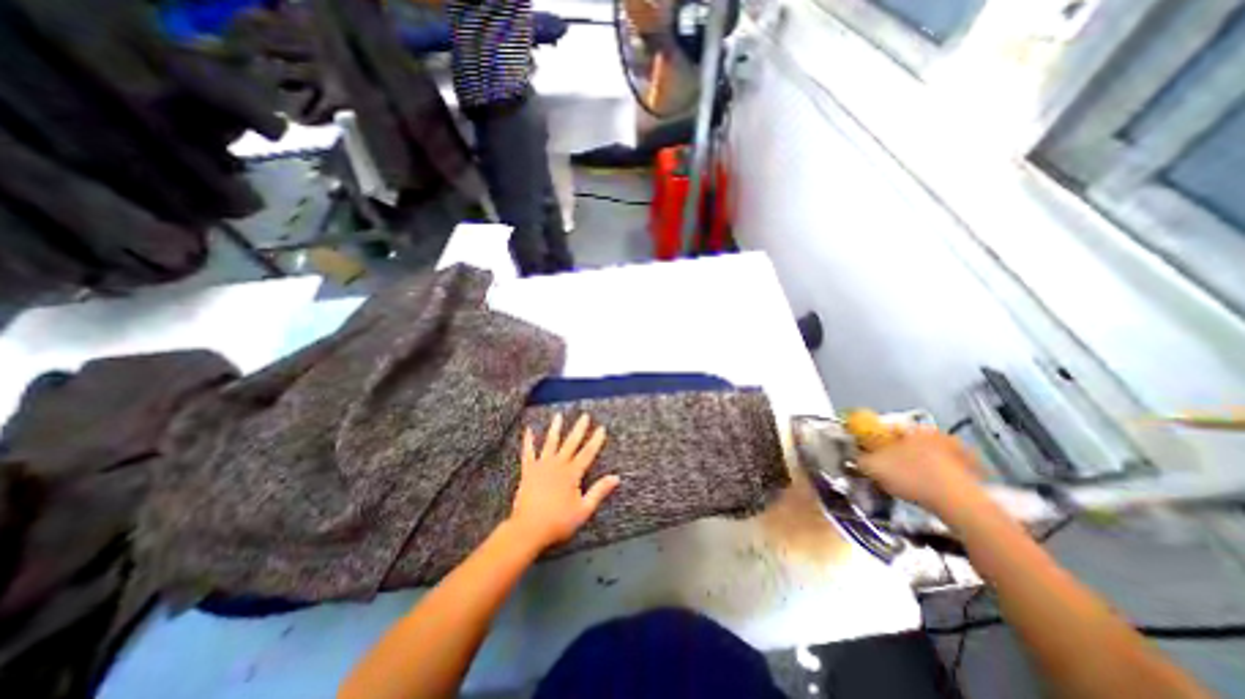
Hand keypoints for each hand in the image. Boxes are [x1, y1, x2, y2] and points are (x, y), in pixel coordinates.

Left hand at [505, 412, 622, 554]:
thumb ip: (599, 491)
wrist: (528, 528)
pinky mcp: (528, 470)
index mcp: (572, 473)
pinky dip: (528, 440)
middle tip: (585, 415)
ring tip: (558, 416)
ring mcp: (541, 466)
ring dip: (555, 429)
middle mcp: (558, 464)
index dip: (596, 440)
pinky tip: (528, 430)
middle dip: (579, 429)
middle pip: (571, 443)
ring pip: (550, 443)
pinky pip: (528, 452)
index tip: (601, 428)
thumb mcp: (584, 509)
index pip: (587, 453)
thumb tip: (616, 477)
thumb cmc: (558, 521)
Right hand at [852, 429, 987, 520]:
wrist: (960, 503)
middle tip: (891, 472)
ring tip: (911, 486)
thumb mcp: (872, 467)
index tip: (873, 457)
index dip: (877, 443)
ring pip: (931, 458)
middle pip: (911, 444)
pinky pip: (948, 473)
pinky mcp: (977, 472)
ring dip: (921, 467)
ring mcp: (961, 452)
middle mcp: (937, 434)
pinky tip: (930, 493)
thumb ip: (859, 458)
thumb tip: (855, 457)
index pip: (888, 430)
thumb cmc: (911, 476)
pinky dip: (938, 480)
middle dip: (900, 455)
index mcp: (913, 428)